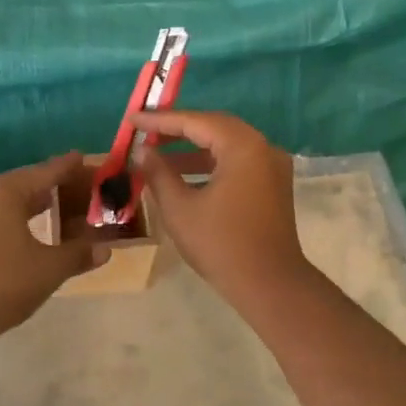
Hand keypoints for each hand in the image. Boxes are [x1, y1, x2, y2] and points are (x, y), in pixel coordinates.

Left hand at [0, 153, 104, 337]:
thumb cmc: (3, 282)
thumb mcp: (49, 268)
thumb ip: (78, 254)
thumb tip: (105, 250)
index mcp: (5, 191)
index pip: (46, 171)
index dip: (69, 167)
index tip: (85, 158)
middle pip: (27, 183)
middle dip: (56, 187)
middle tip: (84, 191)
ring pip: (11, 202)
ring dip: (37, 205)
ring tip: (63, 210)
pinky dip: (20, 220)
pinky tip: (34, 233)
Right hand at [132, 111, 310, 304]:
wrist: (270, 286)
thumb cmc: (221, 245)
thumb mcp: (179, 208)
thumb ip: (158, 173)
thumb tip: (142, 151)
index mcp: (243, 147)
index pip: (195, 121)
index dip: (160, 120)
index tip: (132, 119)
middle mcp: (262, 147)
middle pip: (214, 126)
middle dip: (178, 129)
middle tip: (145, 132)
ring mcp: (272, 166)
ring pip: (226, 144)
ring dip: (193, 148)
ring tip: (158, 156)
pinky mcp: (273, 185)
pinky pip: (237, 161)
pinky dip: (210, 163)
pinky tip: (184, 176)